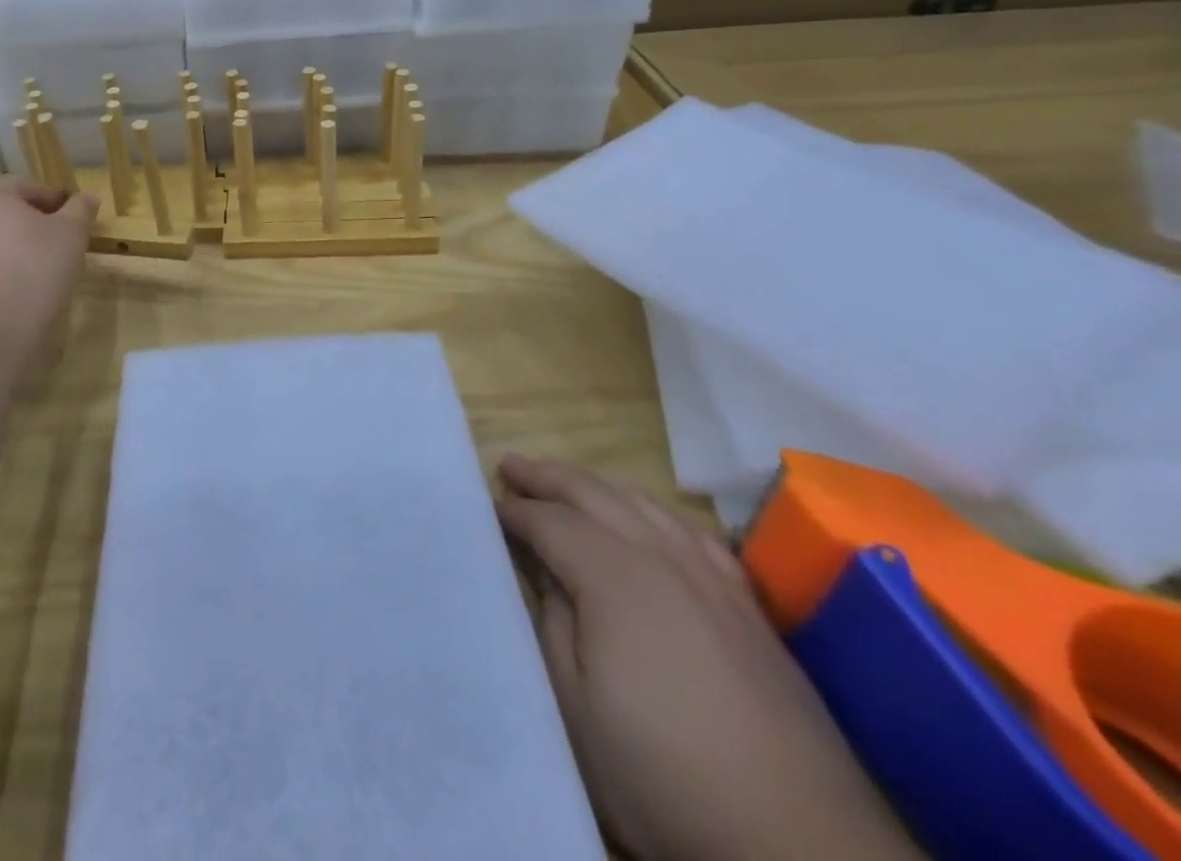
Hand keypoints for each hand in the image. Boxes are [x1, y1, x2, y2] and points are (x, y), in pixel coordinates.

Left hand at [0, 178, 96, 344]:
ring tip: (35, 278)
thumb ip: (80, 210)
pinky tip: (9, 295)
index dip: (59, 205)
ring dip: (9, 251)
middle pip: (3, 213)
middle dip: (31, 228)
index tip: (77, 227)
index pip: (30, 188)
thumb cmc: (30, 273)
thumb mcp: (70, 236)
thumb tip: (88, 196)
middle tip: (60, 253)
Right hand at [496, 457, 920, 860]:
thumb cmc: (664, 776)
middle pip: (595, 495)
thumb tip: (543, 572)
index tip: (488, 507)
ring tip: (569, 482)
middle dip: (549, 477)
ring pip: (644, 505)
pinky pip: (693, 534)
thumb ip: (553, 625)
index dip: (516, 512)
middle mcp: (663, 559)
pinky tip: (652, 521)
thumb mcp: (577, 708)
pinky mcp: (748, 609)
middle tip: (512, 465)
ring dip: (598, 486)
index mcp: (614, 577)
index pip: (551, 523)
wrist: (801, 845)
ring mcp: (712, 580)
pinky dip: (656, 513)